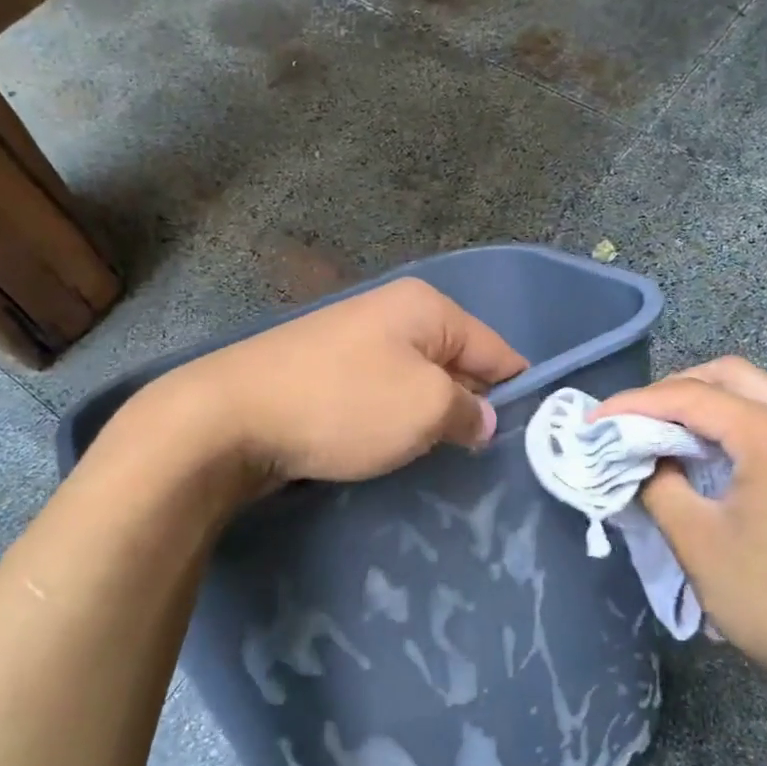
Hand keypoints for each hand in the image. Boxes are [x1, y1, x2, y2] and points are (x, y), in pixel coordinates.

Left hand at [147, 278, 526, 491]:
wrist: (231, 417)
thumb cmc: (344, 405)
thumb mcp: (425, 409)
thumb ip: (468, 411)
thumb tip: (482, 418)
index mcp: (426, 308)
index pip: (495, 347)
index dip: (517, 389)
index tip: (534, 431)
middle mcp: (392, 313)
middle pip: (456, 361)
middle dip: (473, 404)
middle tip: (488, 454)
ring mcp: (353, 340)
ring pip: (417, 381)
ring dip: (431, 416)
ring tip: (444, 457)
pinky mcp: (324, 371)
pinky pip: (380, 394)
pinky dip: (394, 420)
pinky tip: (394, 448)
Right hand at [592, 358, 766, 729]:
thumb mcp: (698, 543)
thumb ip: (659, 485)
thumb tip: (642, 458)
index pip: (693, 396)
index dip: (636, 404)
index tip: (595, 421)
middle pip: (731, 376)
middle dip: (673, 390)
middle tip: (633, 420)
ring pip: (758, 394)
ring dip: (707, 405)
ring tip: (664, 434)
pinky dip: (737, 425)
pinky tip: (712, 455)